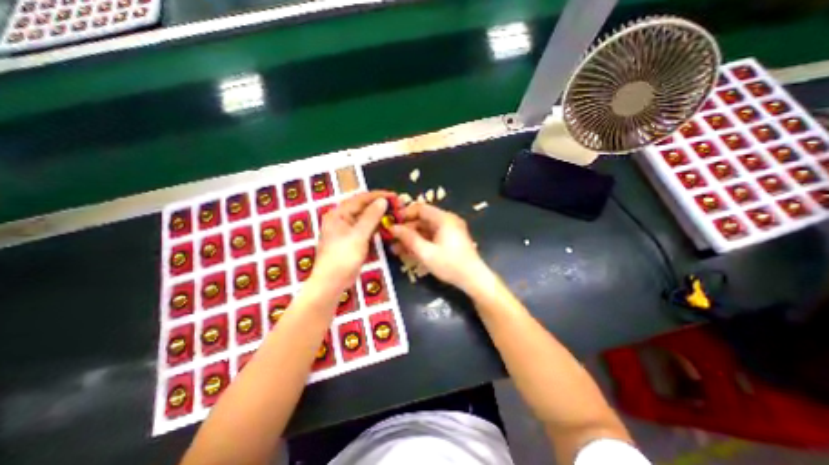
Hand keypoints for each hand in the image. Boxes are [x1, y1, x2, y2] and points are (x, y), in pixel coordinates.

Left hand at [313, 193, 389, 294]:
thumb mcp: (358, 235)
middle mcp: (342, 218)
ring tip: (396, 214)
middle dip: (381, 205)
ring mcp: (348, 230)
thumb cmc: (342, 257)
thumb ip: (371, 217)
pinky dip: (377, 227)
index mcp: (339, 213)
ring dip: (381, 216)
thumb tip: (383, 200)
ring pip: (367, 218)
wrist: (332, 283)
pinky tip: (388, 226)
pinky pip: (367, 229)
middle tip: (398, 205)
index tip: (395, 196)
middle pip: (364, 207)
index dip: (379, 196)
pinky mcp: (354, 240)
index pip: (361, 198)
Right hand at [391, 202, 487, 291]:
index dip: (404, 214)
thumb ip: (408, 238)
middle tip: (391, 238)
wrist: (473, 279)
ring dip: (411, 237)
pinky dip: (420, 242)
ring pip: (425, 229)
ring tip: (395, 247)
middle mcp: (447, 221)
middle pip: (422, 219)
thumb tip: (393, 227)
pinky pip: (432, 237)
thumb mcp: (426, 252)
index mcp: (444, 219)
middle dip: (406, 228)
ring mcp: (449, 230)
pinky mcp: (450, 240)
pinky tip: (408, 251)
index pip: (420, 208)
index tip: (391, 222)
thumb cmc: (450, 265)